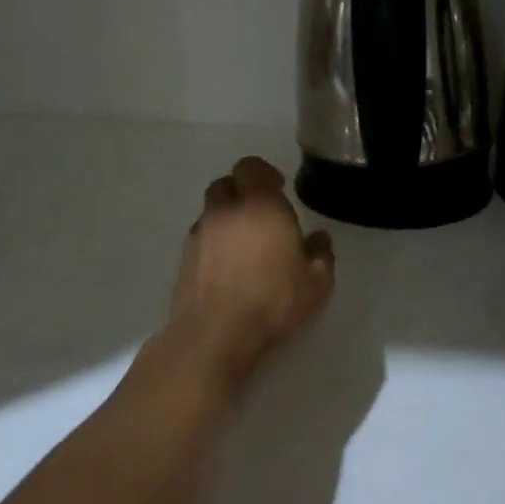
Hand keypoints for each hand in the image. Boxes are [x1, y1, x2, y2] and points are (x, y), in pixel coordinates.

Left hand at [169, 157, 334, 381]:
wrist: (214, 335)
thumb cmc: (272, 302)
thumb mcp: (316, 283)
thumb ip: (320, 254)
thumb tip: (319, 238)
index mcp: (259, 205)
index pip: (251, 167)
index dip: (264, 174)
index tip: (279, 190)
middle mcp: (225, 211)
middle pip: (226, 184)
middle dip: (242, 192)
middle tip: (261, 215)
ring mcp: (199, 233)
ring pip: (211, 211)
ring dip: (226, 218)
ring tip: (244, 244)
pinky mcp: (184, 258)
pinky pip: (201, 237)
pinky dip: (213, 242)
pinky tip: (227, 266)